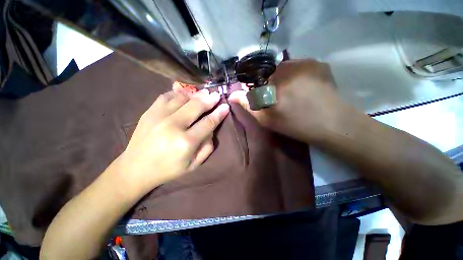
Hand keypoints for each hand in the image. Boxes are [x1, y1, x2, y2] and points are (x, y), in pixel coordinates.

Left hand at [115, 90, 228, 195]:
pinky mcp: (149, 112)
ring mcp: (159, 116)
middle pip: (196, 106)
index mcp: (186, 142)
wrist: (136, 168)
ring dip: (196, 95)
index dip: (219, 113)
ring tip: (203, 94)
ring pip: (182, 98)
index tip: (226, 106)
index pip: (208, 122)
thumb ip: (207, 147)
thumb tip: (212, 129)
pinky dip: (179, 94)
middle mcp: (173, 126)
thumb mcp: (194, 165)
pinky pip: (167, 96)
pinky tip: (185, 96)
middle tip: (216, 95)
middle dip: (209, 99)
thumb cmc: (169, 169)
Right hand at [229, 59, 346, 142]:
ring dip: (283, 79)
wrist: (332, 124)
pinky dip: (296, 75)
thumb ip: (248, 105)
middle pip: (269, 72)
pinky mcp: (318, 63)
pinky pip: (299, 67)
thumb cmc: (295, 124)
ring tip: (293, 93)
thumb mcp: (267, 119)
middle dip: (270, 84)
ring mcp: (305, 62)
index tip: (265, 98)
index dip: (257, 89)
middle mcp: (287, 67)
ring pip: (284, 68)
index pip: (255, 79)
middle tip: (280, 97)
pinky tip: (304, 88)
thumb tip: (232, 94)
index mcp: (273, 83)